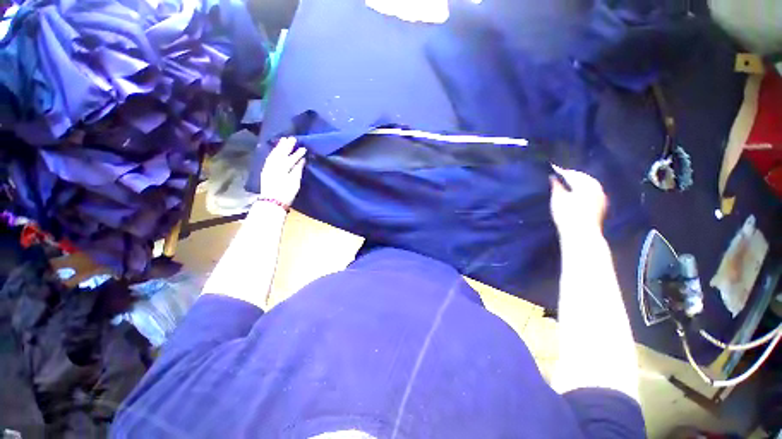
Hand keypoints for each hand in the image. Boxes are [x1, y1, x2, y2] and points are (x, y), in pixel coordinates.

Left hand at [259, 137, 306, 205]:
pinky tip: (277, 150)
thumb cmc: (286, 193)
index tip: (304, 148)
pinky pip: (270, 158)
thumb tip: (302, 160)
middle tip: (292, 138)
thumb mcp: (294, 182)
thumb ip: (298, 169)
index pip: (290, 158)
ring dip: (279, 147)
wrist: (272, 202)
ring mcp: (268, 167)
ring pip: (274, 154)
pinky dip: (274, 152)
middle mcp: (273, 165)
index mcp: (282, 168)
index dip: (297, 153)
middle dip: (286, 146)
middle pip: (280, 153)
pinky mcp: (265, 170)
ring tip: (284, 140)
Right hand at [549, 165, 607, 236]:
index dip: (560, 171)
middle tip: (559, 174)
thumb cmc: (568, 214)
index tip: (551, 167)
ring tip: (567, 183)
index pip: (571, 174)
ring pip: (589, 185)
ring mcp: (601, 198)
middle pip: (583, 178)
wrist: (582, 234)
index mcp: (586, 183)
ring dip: (579, 183)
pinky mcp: (601, 207)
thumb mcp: (558, 198)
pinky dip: (583, 190)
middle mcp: (597, 188)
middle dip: (572, 176)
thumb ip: (556, 186)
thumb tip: (553, 177)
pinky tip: (577, 194)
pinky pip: (592, 193)